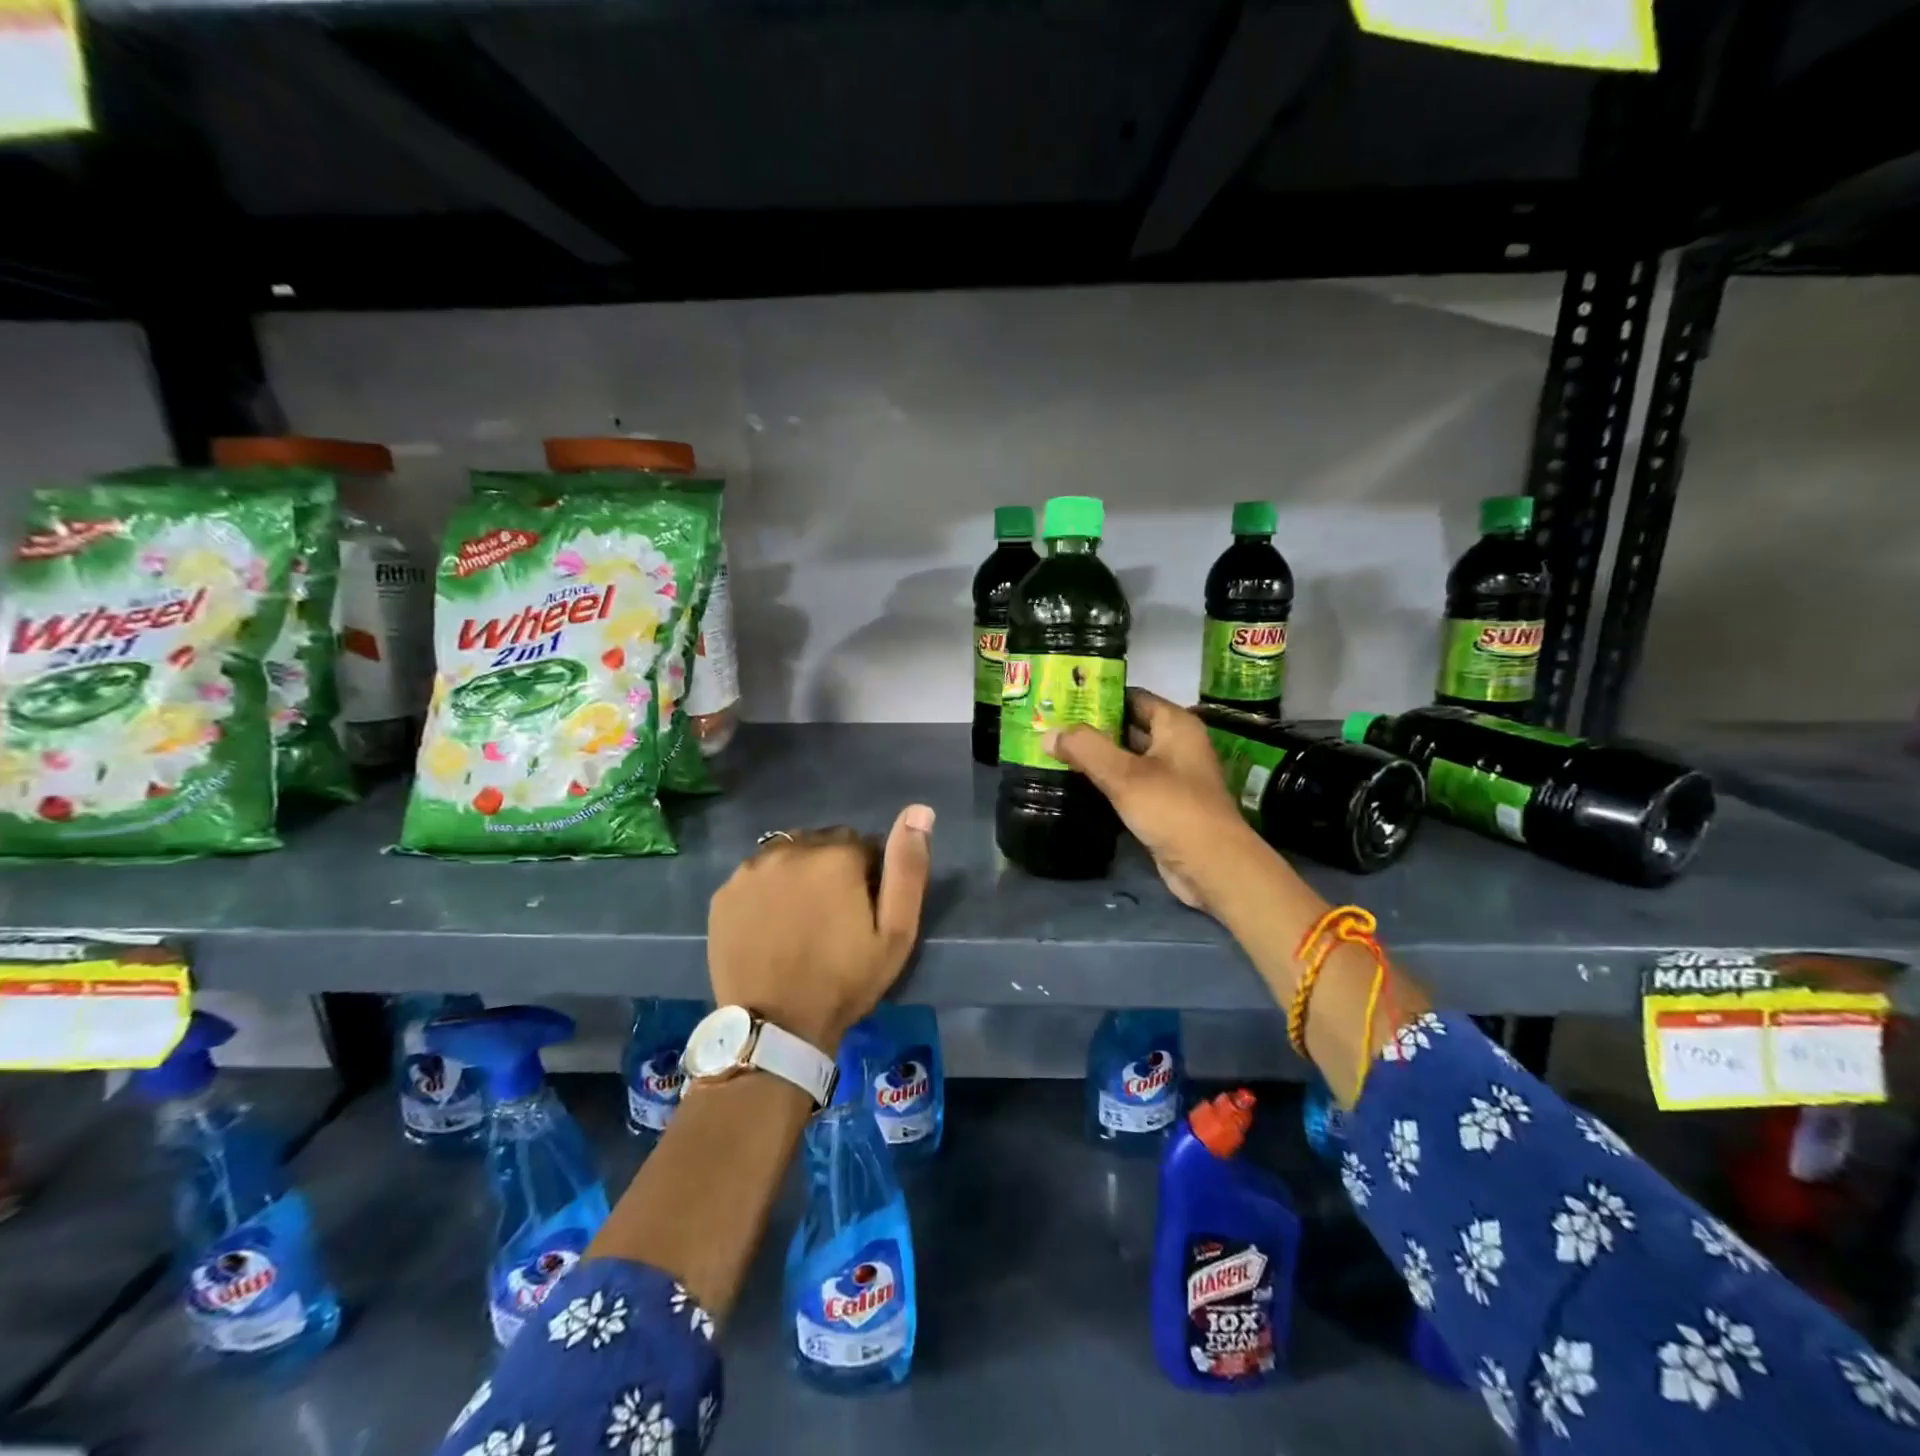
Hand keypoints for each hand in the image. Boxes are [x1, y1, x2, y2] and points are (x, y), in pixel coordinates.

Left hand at [707, 805, 934, 1050]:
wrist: (777, 1027)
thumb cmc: (845, 980)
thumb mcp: (896, 932)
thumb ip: (908, 867)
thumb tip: (919, 810)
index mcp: (836, 855)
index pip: (862, 844)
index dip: (867, 876)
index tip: (863, 911)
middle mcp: (790, 849)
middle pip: (822, 844)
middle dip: (832, 869)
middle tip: (833, 916)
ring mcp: (751, 869)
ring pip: (787, 856)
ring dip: (798, 874)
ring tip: (801, 920)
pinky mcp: (724, 892)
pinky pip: (756, 876)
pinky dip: (767, 890)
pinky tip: (771, 924)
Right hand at [1047, 689, 1263, 913]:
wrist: (1211, 866)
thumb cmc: (1172, 809)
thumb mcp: (1124, 775)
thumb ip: (1085, 748)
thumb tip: (1048, 734)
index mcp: (1176, 725)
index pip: (1132, 696)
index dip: (1098, 696)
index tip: (1062, 699)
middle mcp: (1176, 744)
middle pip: (1128, 726)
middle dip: (1092, 727)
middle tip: (1050, 726)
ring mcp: (1171, 776)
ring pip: (1127, 757)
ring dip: (1097, 756)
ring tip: (1054, 751)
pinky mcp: (1164, 805)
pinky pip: (1129, 784)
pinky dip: (1106, 781)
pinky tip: (1076, 783)